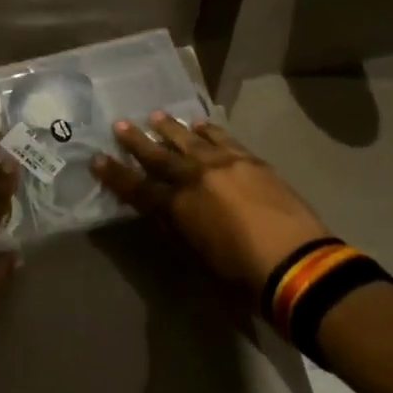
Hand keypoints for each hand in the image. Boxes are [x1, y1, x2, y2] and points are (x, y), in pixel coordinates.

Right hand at [91, 114, 332, 296]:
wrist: (297, 264)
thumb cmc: (242, 277)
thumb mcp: (197, 258)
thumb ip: (178, 229)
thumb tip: (164, 211)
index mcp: (178, 206)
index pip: (137, 187)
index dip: (115, 175)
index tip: (96, 159)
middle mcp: (195, 178)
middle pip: (159, 156)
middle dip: (136, 141)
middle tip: (120, 124)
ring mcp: (224, 164)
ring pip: (189, 140)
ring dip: (170, 128)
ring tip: (155, 116)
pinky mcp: (250, 160)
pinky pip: (223, 138)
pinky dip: (208, 131)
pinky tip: (201, 125)